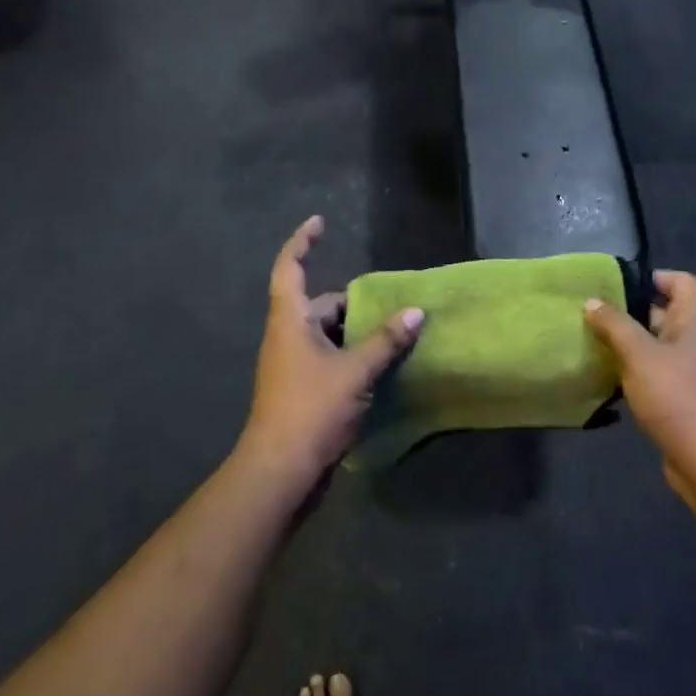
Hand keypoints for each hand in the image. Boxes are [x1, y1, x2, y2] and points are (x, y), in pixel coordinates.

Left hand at [239, 216, 424, 487]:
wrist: (280, 473)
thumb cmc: (311, 410)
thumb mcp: (355, 372)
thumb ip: (386, 341)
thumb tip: (416, 312)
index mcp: (290, 321)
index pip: (290, 268)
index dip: (302, 241)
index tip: (320, 222)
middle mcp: (287, 337)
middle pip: (319, 304)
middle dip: (351, 302)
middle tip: (388, 303)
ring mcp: (292, 366)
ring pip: (327, 335)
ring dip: (355, 332)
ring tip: (393, 333)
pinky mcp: (302, 391)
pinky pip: (329, 359)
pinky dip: (352, 356)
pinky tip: (380, 366)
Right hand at [584, 271, 695, 506]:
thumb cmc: (677, 396)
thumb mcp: (638, 354)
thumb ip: (614, 325)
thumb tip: (592, 301)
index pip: (684, 282)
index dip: (656, 277)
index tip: (621, 288)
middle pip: (667, 313)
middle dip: (632, 313)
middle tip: (596, 315)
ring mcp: (694, 373)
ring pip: (658, 346)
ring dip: (630, 346)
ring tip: (595, 345)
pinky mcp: (686, 400)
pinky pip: (658, 374)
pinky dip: (636, 373)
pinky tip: (610, 380)